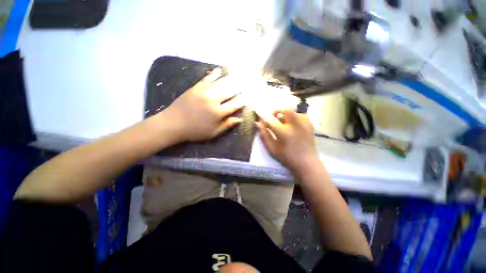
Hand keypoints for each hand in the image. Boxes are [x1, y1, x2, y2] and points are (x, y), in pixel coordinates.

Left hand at [165, 68, 244, 141]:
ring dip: (230, 78)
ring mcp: (204, 92)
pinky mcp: (196, 88)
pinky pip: (207, 79)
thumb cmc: (195, 131)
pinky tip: (219, 70)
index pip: (234, 105)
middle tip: (247, 82)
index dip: (242, 101)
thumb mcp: (213, 133)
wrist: (173, 124)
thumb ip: (227, 125)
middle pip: (230, 91)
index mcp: (218, 112)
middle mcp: (213, 100)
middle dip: (239, 87)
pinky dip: (214, 74)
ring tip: (238, 74)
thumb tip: (239, 119)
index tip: (249, 97)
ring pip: (220, 83)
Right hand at [256, 109, 319, 173]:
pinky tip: (292, 124)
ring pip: (293, 111)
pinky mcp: (310, 125)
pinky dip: (294, 116)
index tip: (260, 119)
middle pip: (285, 109)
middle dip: (277, 111)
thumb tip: (257, 124)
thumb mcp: (273, 149)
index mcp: (284, 132)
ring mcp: (304, 124)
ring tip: (283, 121)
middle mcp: (295, 125)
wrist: (307, 163)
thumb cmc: (287, 157)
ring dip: (286, 113)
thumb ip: (264, 135)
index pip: (271, 120)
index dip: (264, 118)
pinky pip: (301, 114)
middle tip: (274, 117)